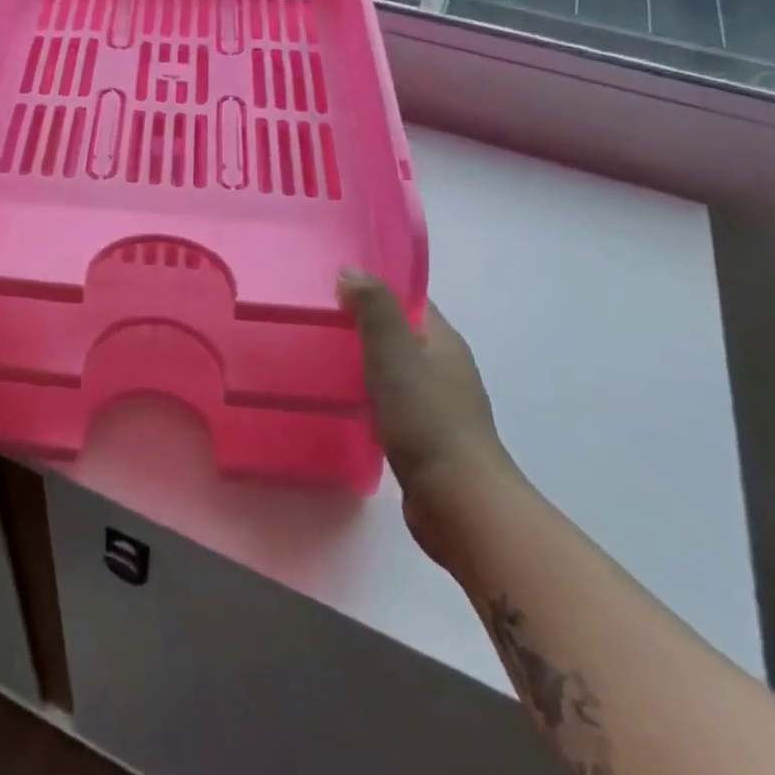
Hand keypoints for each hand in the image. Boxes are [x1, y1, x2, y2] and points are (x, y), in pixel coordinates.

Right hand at [338, 272, 513, 562]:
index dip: (375, 287)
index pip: (409, 300)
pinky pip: (390, 402)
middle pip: (400, 334)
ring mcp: (437, 405)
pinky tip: (339, 400)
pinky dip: (367, 395)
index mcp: (443, 342)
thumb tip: (350, 271)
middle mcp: (445, 368)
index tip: (332, 283)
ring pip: (394, 369)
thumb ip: (374, 310)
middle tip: (315, 319)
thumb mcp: (395, 355)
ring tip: (318, 356)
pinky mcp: (424, 437)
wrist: (459, 503)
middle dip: (362, 324)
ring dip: (363, 361)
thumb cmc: (426, 419)